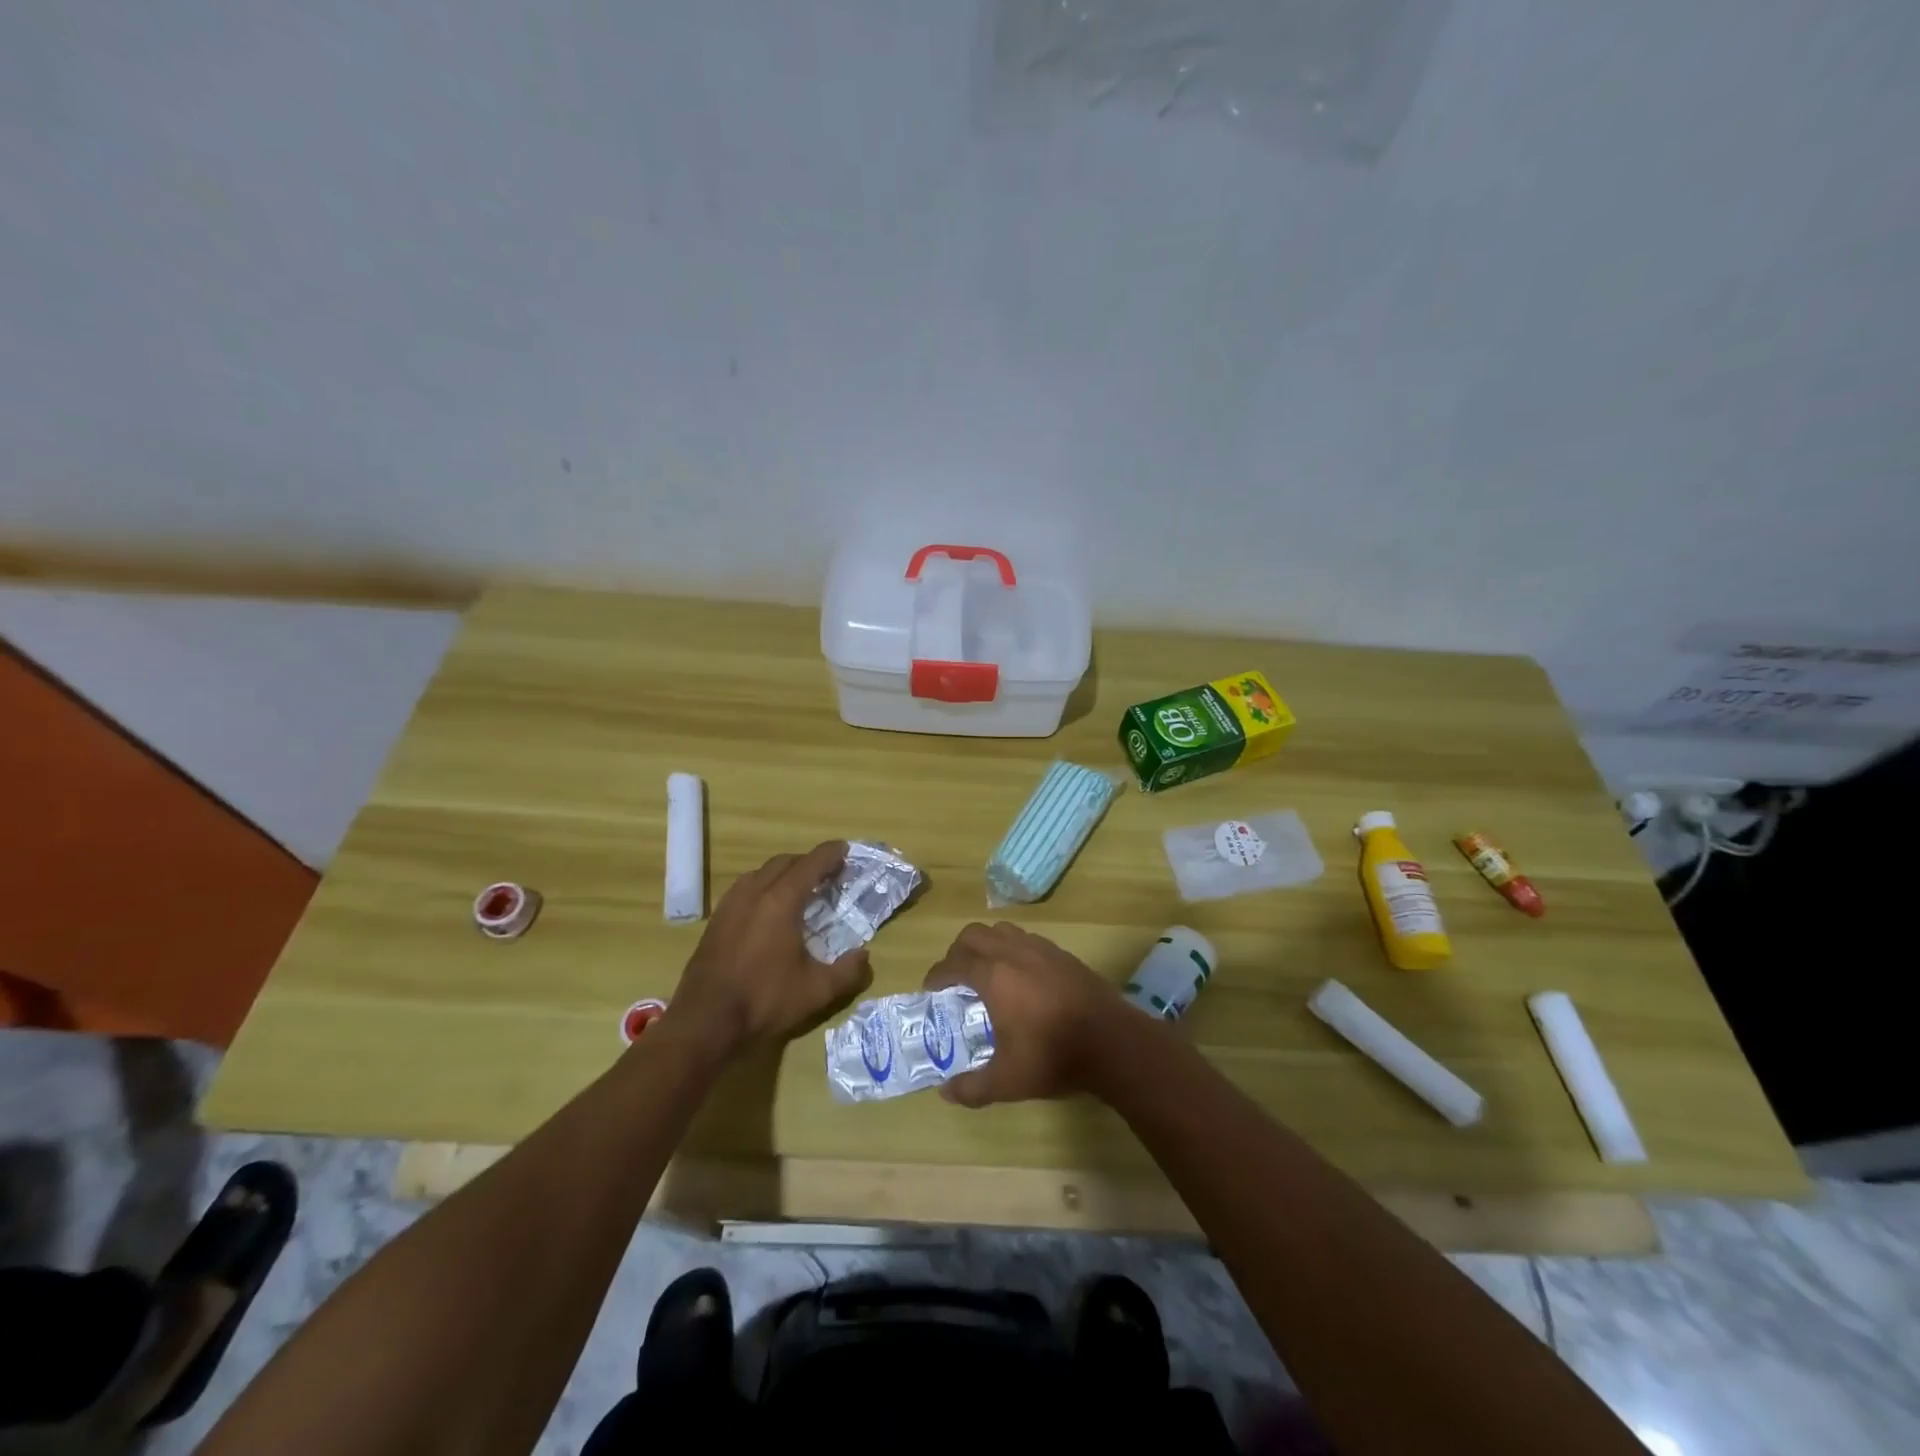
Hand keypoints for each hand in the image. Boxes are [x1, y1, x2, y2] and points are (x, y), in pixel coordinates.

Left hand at [667, 841, 871, 1058]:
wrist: (705, 1021)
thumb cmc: (764, 1001)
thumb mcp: (816, 991)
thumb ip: (848, 972)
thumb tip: (864, 955)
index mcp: (781, 901)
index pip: (811, 864)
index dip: (831, 854)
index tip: (846, 850)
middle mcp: (754, 893)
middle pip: (785, 862)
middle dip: (809, 862)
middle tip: (828, 874)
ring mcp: (730, 905)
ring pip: (761, 872)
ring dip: (784, 873)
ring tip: (799, 889)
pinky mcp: (716, 920)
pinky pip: (744, 888)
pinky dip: (763, 886)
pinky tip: (768, 909)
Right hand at [922, 921, 1130, 1106]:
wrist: (1113, 1042)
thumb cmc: (1054, 1057)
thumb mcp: (1007, 1081)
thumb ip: (972, 1087)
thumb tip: (945, 1092)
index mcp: (993, 975)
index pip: (953, 964)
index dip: (937, 976)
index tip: (930, 991)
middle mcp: (1013, 952)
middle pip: (974, 935)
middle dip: (957, 953)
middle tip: (955, 979)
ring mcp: (1041, 949)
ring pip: (1002, 931)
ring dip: (986, 945)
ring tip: (986, 973)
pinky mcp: (1062, 954)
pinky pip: (1026, 939)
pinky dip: (1012, 950)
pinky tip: (1020, 978)